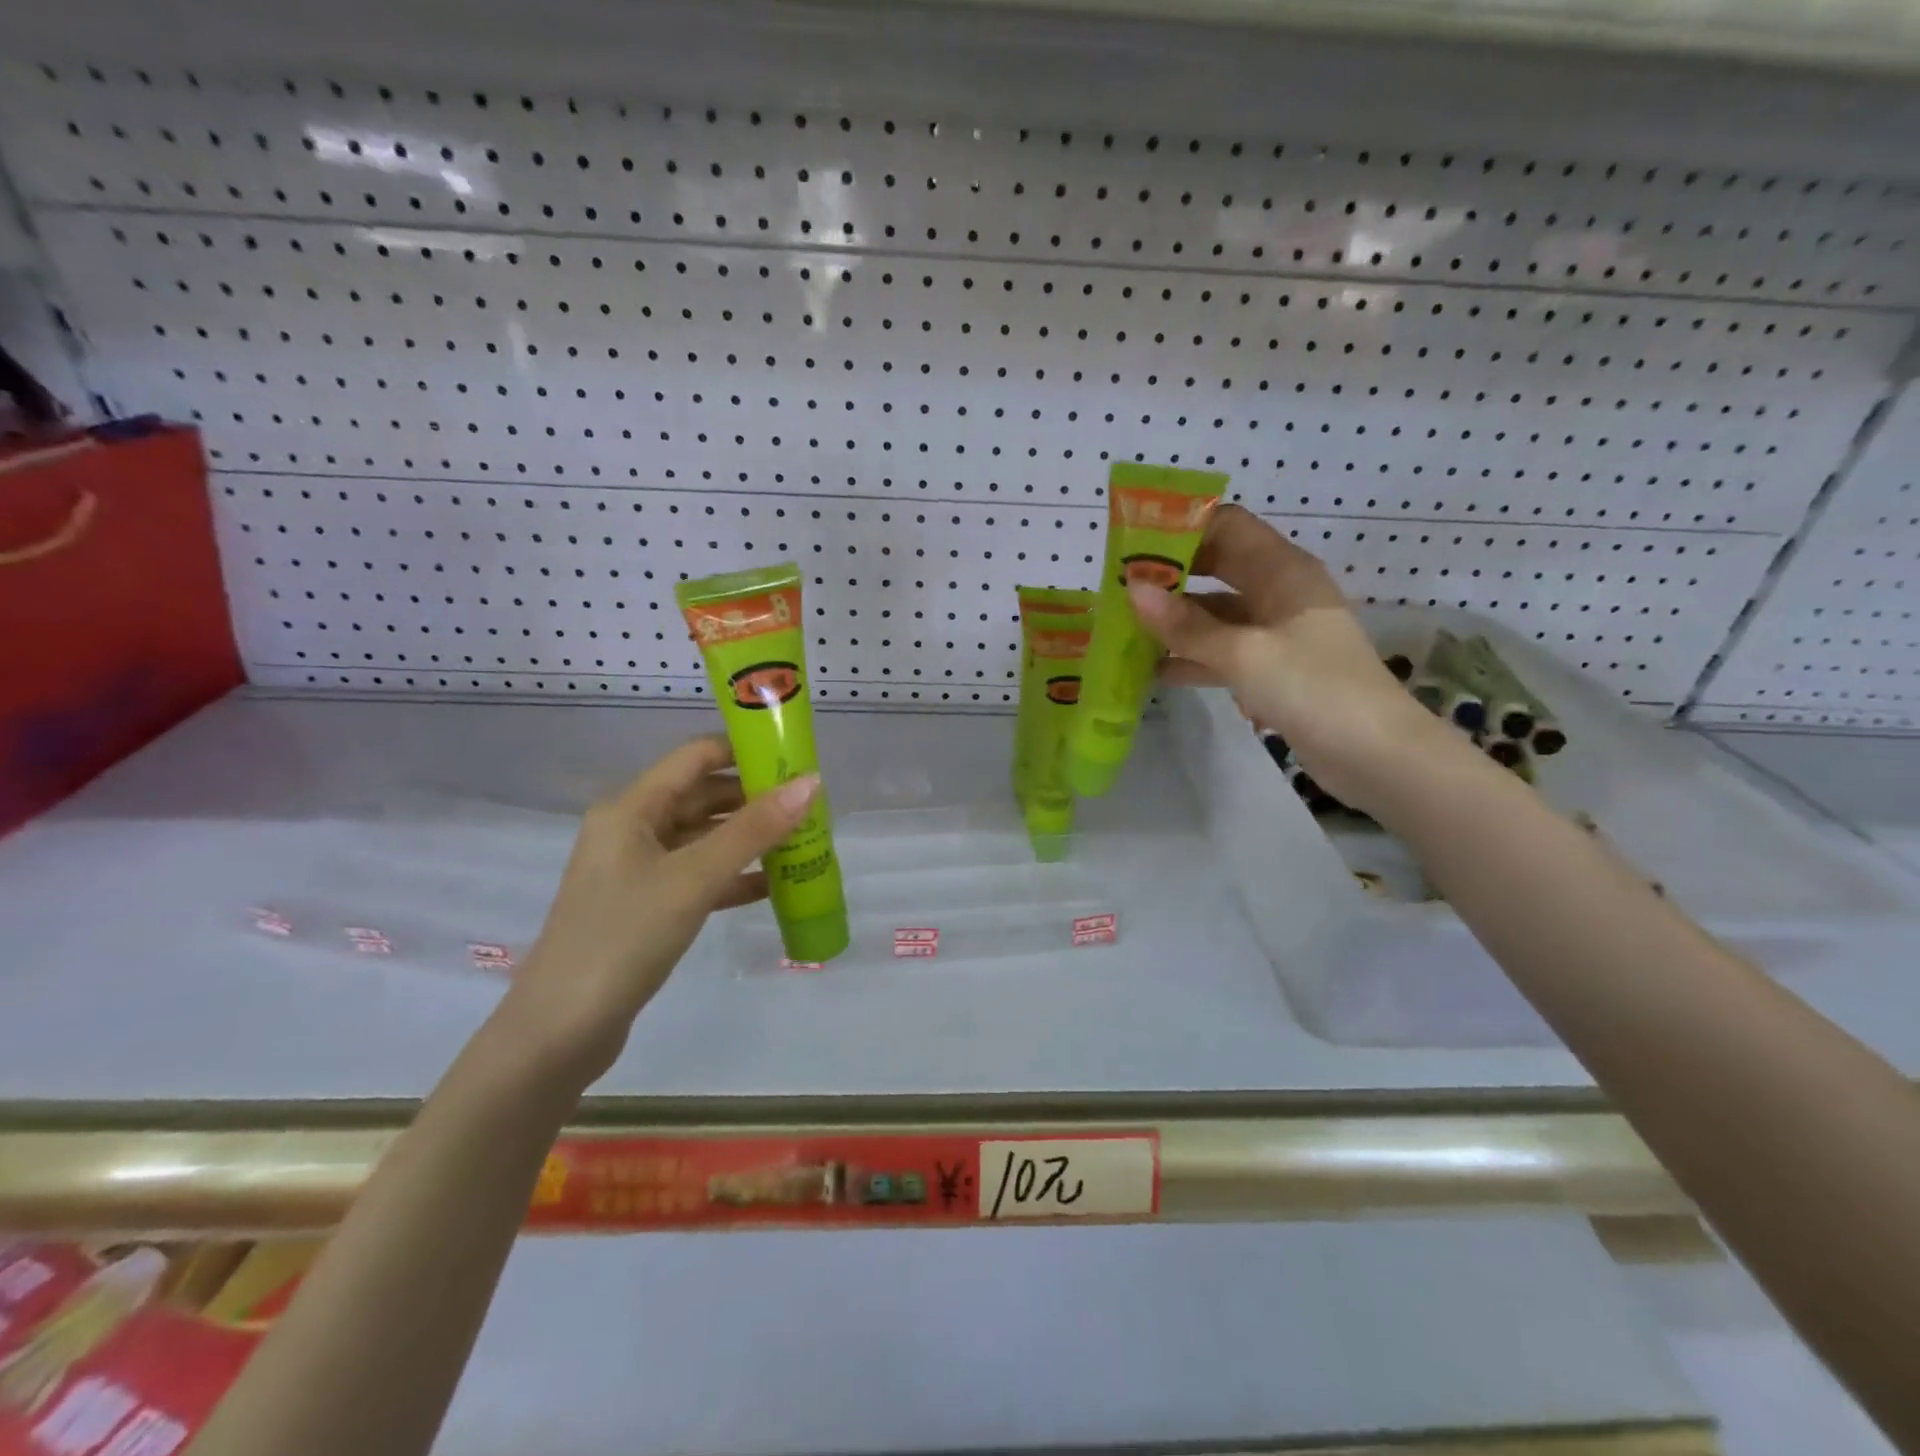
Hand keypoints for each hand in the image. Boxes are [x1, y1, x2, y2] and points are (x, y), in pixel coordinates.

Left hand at [494, 736, 819, 1084]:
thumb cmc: (624, 937)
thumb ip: (754, 830)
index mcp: (632, 808)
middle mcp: (632, 829)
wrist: (561, 1031)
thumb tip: (812, 783)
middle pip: (703, 797)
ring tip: (803, 841)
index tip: (796, 757)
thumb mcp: (694, 878)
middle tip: (810, 805)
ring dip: (749, 839)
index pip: (696, 756)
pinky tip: (774, 886)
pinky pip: (699, 877)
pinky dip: (733, 877)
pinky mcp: (646, 907)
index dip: (745, 751)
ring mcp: (638, 870)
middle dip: (755, 799)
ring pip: (704, 839)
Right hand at [1129, 504, 1448, 809]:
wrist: (1376, 755)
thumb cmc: (1314, 689)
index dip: (1181, 528)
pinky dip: (1192, 656)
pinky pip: (1224, 650)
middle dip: (1170, 575)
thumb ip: (1187, 626)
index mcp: (1283, 571)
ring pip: (1217, 613)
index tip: (1132, 544)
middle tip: (1119, 588)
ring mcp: (1277, 632)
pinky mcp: (1273, 667)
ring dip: (1176, 620)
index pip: (1227, 526)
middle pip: (1218, 567)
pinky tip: (1153, 671)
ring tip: (1124, 628)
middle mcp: (1280, 591)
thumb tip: (1133, 590)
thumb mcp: (1244, 655)